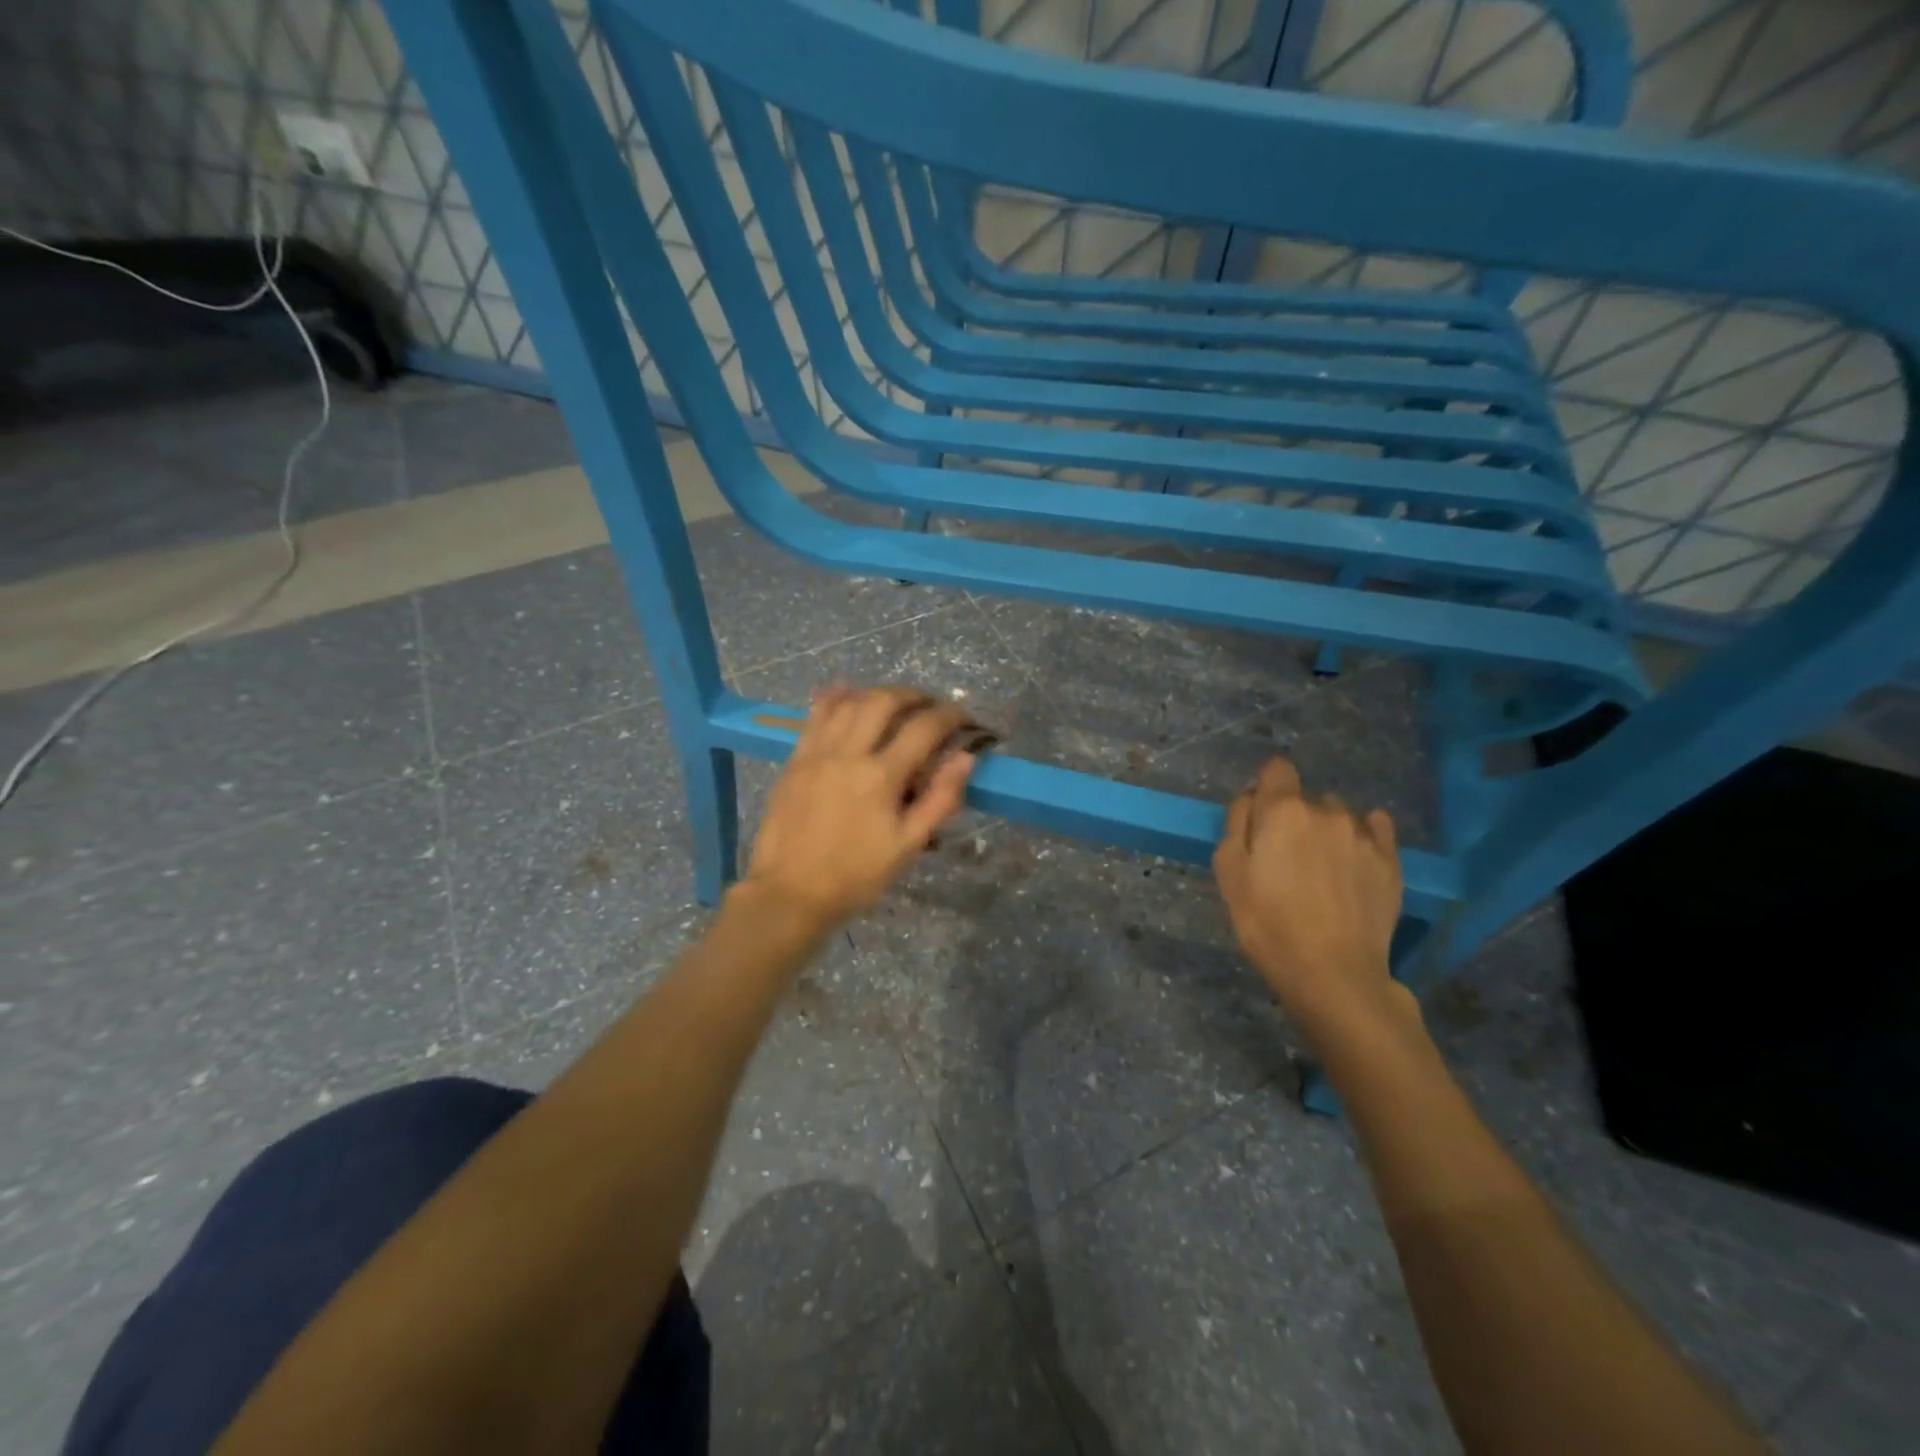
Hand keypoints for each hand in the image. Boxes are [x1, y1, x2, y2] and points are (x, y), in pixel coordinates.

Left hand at [741, 684, 979, 931]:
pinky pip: (814, 717)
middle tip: (930, 705)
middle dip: (914, 696)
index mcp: (881, 775)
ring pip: (848, 703)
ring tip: (894, 702)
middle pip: (884, 702)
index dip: (950, 717)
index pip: (924, 729)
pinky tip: (843, 689)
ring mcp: (817, 753)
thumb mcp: (907, 845)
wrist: (790, 893)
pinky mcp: (795, 760)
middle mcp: (848, 753)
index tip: (965, 719)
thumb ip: (939, 799)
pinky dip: (832, 698)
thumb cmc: (855, 875)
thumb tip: (965, 758)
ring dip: (877, 694)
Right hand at [1213, 758, 1406, 1033]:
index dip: (1266, 789)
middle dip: (1294, 817)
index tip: (1259, 818)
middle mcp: (1326, 811)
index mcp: (1283, 810)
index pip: (1277, 769)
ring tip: (1322, 869)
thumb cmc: (1267, 923)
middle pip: (1307, 798)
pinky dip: (1363, 836)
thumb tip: (1250, 798)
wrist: (1332, 973)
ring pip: (1339, 815)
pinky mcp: (1391, 861)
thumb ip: (1237, 824)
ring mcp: (1363, 835)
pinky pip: (1376, 829)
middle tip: (1285, 858)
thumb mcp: (1228, 873)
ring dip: (1327, 830)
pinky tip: (1354, 861)